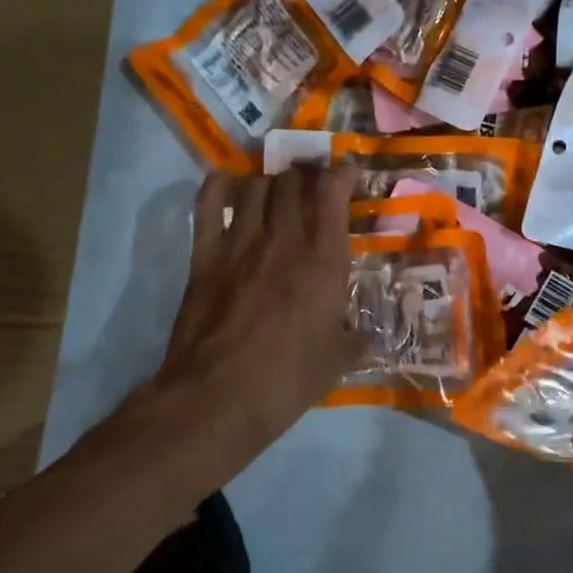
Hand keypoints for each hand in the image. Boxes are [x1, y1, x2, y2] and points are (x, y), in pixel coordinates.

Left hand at [152, 167, 362, 459]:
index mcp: (324, 260)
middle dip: (306, 175)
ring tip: (276, 192)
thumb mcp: (338, 361)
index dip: (342, 174)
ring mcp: (240, 243)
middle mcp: (284, 239)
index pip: (333, 192)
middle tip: (312, 186)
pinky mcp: (205, 255)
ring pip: (256, 185)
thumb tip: (367, 335)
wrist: (218, 398)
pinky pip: (209, 204)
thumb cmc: (287, 381)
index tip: (349, 176)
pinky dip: (219, 186)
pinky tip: (228, 184)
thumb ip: (356, 338)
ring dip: (270, 181)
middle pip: (293, 181)